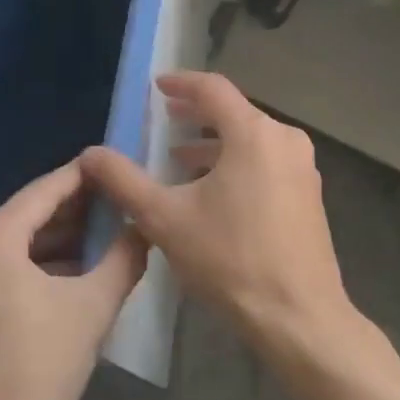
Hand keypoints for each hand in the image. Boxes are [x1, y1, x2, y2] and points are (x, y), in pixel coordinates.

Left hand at [0, 160, 147, 399]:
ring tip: (103, 233)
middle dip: (74, 209)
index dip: (84, 176)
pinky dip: (34, 262)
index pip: (45, 191)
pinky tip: (70, 270)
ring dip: (56, 238)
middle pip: (27, 214)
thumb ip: (124, 258)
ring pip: (13, 241)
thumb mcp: (92, 309)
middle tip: (118, 199)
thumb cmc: (38, 369)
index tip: (115, 164)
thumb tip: (145, 226)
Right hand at [80, 72, 352, 344]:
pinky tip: (214, 190)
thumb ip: (124, 181)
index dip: (181, 83)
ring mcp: (302, 167)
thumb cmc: (230, 259)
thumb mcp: (165, 218)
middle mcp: (284, 139)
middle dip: (197, 114)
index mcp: (253, 133)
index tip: (157, 86)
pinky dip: (238, 163)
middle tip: (165, 118)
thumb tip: (91, 154)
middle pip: (235, 112)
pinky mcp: (309, 194)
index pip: (213, 89)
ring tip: (180, 157)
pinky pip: (267, 161)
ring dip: (216, 143)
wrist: (298, 316)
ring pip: (252, 139)